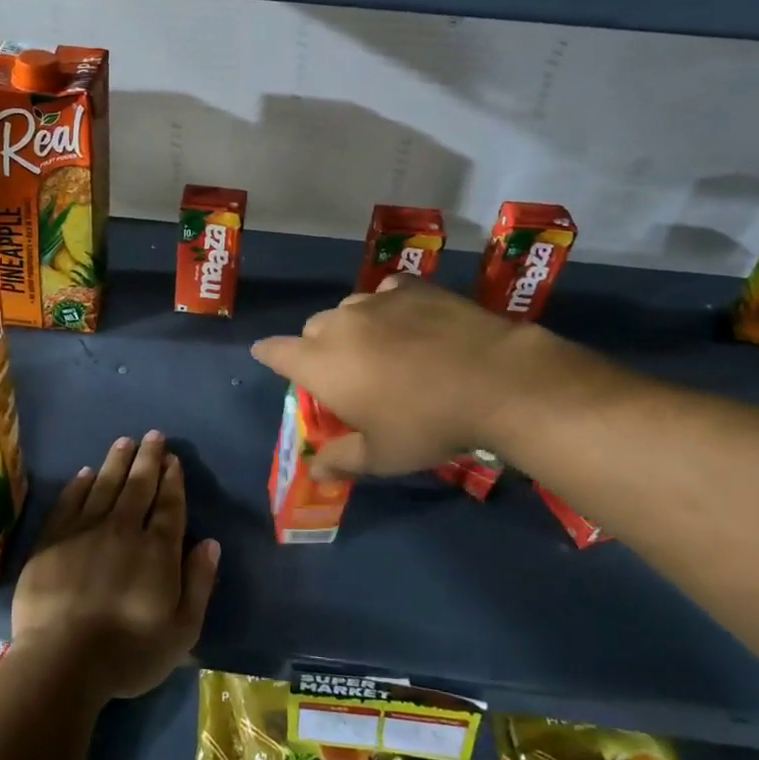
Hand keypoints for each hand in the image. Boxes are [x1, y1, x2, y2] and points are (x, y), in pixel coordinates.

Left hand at [12, 431, 220, 704]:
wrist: (61, 661)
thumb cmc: (128, 653)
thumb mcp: (181, 630)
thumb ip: (199, 583)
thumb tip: (211, 543)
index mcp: (157, 550)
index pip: (169, 505)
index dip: (172, 480)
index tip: (173, 459)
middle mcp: (123, 530)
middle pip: (138, 486)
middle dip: (148, 459)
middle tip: (153, 436)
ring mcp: (85, 531)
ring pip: (104, 485)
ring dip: (116, 462)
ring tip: (124, 441)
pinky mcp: (52, 540)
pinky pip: (69, 502)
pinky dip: (79, 485)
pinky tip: (85, 473)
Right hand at [251, 276, 531, 476]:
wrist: (493, 380)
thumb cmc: (426, 424)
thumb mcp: (381, 455)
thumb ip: (342, 459)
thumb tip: (316, 472)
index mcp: (321, 363)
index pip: (276, 352)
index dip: (268, 354)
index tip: (265, 355)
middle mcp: (339, 324)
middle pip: (313, 329)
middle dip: (317, 348)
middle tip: (343, 373)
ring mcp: (375, 301)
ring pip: (348, 309)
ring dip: (352, 327)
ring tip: (379, 348)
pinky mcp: (411, 288)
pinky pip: (385, 293)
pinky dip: (387, 306)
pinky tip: (407, 322)